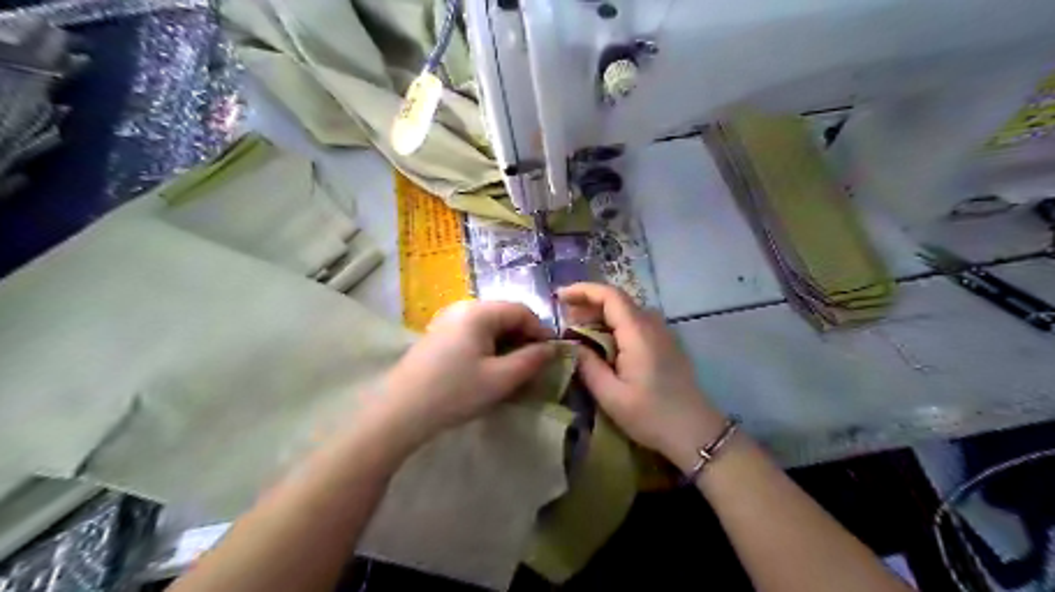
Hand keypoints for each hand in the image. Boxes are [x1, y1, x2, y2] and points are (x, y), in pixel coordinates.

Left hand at [368, 302, 555, 452]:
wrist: (400, 412)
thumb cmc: (455, 392)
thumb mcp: (500, 379)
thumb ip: (531, 360)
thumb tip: (552, 348)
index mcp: (479, 312)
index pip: (521, 310)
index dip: (540, 331)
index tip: (550, 356)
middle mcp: (462, 308)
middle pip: (504, 315)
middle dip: (523, 338)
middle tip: (531, 366)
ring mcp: (447, 320)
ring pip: (489, 326)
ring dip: (506, 344)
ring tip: (511, 371)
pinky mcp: (437, 335)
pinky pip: (472, 334)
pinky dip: (487, 348)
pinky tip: (486, 370)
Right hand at [559, 283, 726, 471]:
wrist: (696, 433)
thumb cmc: (652, 415)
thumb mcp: (611, 396)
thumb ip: (588, 366)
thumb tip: (570, 344)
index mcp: (638, 332)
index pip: (610, 296)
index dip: (583, 291)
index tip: (559, 297)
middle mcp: (652, 325)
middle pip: (617, 301)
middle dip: (588, 304)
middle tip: (563, 318)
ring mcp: (662, 333)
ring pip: (626, 312)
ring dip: (600, 315)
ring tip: (577, 329)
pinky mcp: (665, 344)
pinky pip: (635, 324)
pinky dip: (614, 325)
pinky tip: (601, 343)